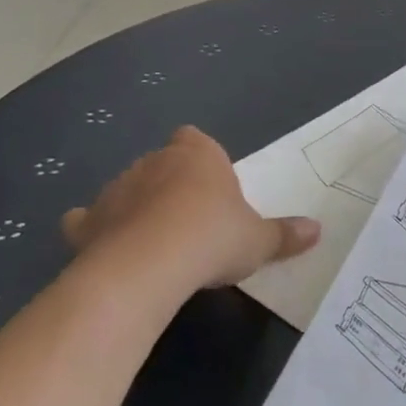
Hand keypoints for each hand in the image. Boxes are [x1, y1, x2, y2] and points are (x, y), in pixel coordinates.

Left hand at [62, 127, 319, 300]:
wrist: (148, 266)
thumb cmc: (213, 238)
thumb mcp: (259, 240)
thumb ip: (285, 234)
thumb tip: (318, 230)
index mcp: (198, 153)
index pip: (195, 139)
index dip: (202, 160)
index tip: (212, 188)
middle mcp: (154, 161)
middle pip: (162, 163)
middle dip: (172, 185)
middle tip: (192, 221)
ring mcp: (116, 189)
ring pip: (127, 189)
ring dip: (137, 207)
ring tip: (155, 242)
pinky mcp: (87, 222)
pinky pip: (87, 220)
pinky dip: (94, 229)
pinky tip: (106, 247)